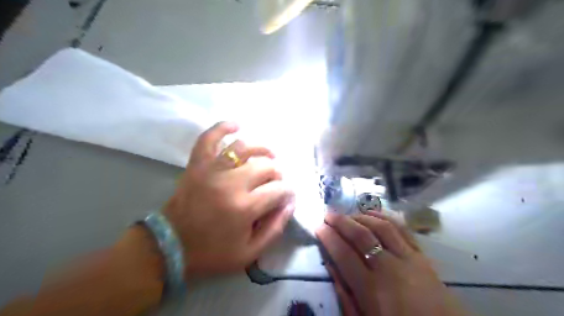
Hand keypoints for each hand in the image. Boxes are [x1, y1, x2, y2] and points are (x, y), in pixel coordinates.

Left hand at [164, 123, 295, 277]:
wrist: (170, 246)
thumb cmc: (212, 252)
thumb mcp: (250, 253)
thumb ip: (275, 229)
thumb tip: (290, 204)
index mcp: (245, 207)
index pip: (279, 189)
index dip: (287, 191)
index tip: (286, 195)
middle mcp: (231, 183)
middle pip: (266, 166)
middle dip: (277, 173)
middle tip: (275, 181)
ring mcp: (212, 170)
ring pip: (244, 148)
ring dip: (261, 149)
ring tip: (267, 156)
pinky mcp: (197, 165)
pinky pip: (209, 138)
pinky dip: (222, 128)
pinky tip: (236, 125)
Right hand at [317, 211, 466, 313]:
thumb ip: (345, 294)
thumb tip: (331, 265)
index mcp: (372, 289)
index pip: (343, 254)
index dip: (328, 237)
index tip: (318, 227)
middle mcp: (389, 268)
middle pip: (361, 236)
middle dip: (341, 222)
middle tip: (328, 214)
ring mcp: (408, 259)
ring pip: (381, 227)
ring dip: (361, 217)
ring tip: (348, 214)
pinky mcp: (422, 256)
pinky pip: (402, 230)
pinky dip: (386, 218)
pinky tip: (374, 214)